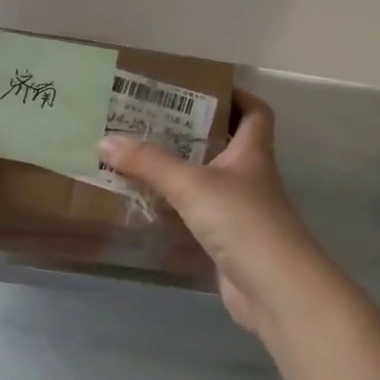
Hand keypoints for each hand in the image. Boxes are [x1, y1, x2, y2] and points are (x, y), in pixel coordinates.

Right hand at [97, 91, 331, 336]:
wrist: (275, 289)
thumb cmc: (242, 221)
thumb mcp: (191, 184)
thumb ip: (149, 163)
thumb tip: (104, 140)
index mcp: (252, 152)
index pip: (255, 112)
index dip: (236, 96)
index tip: (199, 89)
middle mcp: (249, 177)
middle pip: (225, 144)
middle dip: (191, 132)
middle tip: (150, 121)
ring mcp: (240, 211)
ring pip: (208, 181)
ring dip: (180, 171)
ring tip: (138, 157)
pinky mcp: (228, 242)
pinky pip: (198, 215)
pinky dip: (176, 208)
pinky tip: (147, 205)